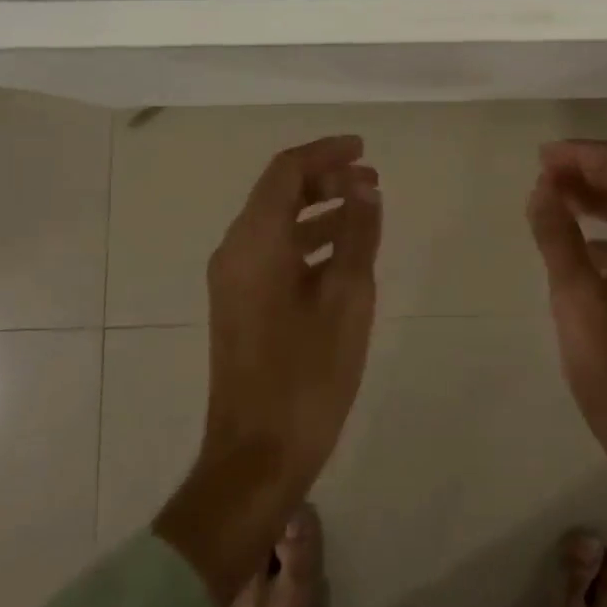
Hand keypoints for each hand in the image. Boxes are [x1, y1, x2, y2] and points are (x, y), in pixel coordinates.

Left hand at [156, 135, 380, 606]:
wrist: (256, 457)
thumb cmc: (307, 375)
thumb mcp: (347, 299)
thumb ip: (357, 235)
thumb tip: (366, 187)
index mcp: (254, 243)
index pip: (286, 171)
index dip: (326, 153)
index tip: (364, 149)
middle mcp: (236, 252)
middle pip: (278, 193)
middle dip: (325, 179)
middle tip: (371, 181)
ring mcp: (234, 281)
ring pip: (277, 223)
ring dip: (319, 209)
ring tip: (366, 209)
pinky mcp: (241, 305)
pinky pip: (275, 252)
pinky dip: (309, 240)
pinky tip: (344, 253)